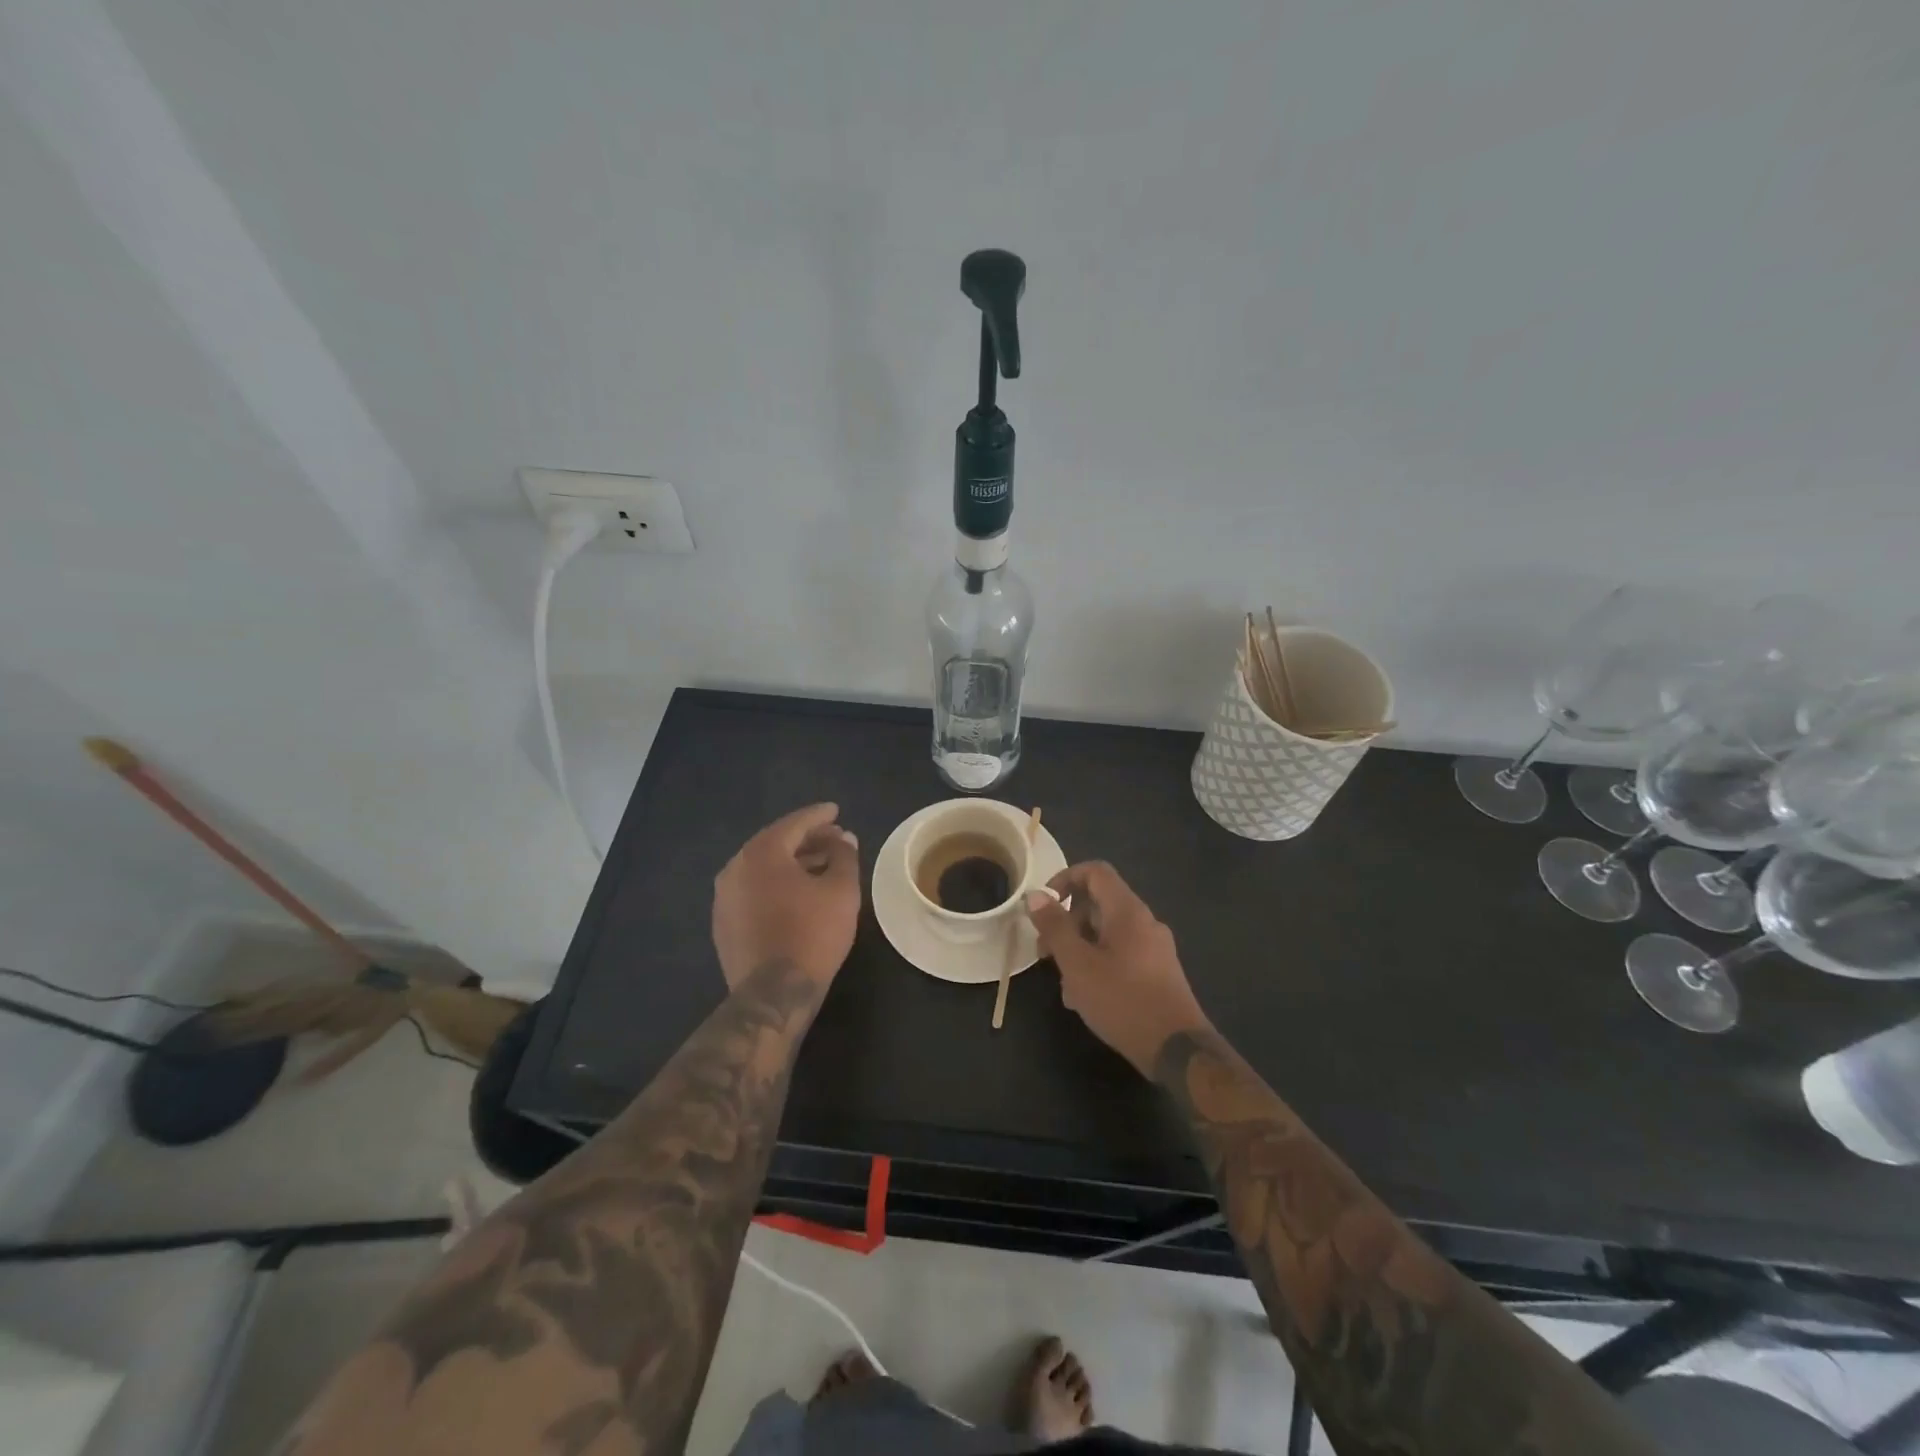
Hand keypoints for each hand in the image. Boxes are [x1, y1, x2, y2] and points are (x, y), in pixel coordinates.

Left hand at [712, 803, 861, 988]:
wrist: (773, 993)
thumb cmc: (813, 933)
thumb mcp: (841, 891)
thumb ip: (844, 856)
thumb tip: (843, 838)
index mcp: (761, 852)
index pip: (794, 823)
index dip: (819, 816)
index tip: (836, 811)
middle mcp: (735, 867)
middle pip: (776, 843)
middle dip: (807, 839)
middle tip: (834, 839)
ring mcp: (724, 897)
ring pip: (763, 868)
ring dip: (792, 863)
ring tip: (821, 866)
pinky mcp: (723, 923)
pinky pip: (753, 890)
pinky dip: (776, 884)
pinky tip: (797, 895)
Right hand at [1026, 862, 1209, 1075]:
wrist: (1177, 1050)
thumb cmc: (1122, 1000)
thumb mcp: (1078, 964)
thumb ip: (1055, 927)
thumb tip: (1035, 895)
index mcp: (1128, 911)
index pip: (1096, 871)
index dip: (1065, 879)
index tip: (1044, 906)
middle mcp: (1145, 922)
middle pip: (1099, 904)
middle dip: (1067, 923)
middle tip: (1045, 953)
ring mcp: (1155, 948)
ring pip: (1107, 934)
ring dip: (1080, 950)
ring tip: (1065, 986)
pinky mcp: (1158, 973)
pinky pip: (1121, 955)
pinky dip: (1099, 965)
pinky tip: (1086, 999)